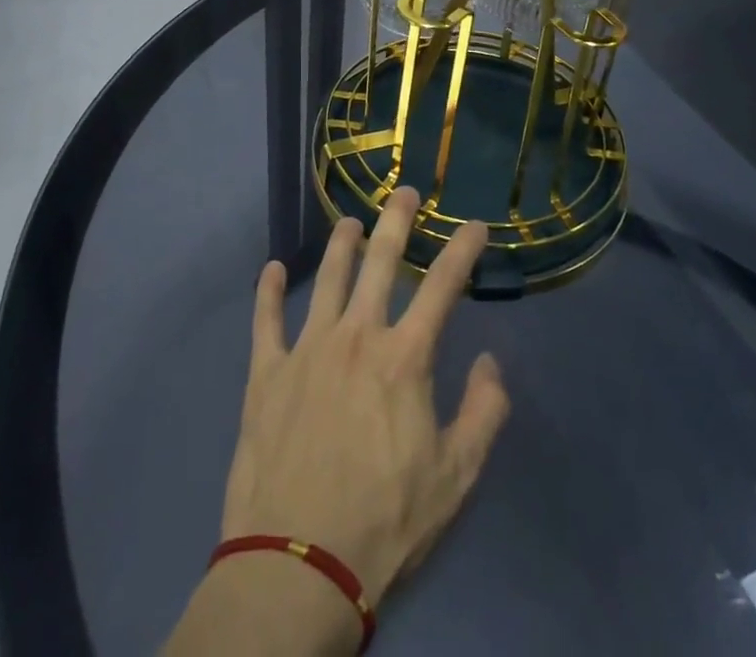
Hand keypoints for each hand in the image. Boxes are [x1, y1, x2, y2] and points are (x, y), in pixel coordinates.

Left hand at [220, 188, 509, 603]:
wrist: (297, 564)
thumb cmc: (385, 522)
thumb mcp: (455, 478)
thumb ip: (483, 413)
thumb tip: (490, 361)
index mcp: (403, 357)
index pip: (442, 287)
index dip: (461, 250)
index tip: (473, 224)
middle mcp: (355, 336)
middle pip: (379, 262)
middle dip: (396, 222)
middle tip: (404, 192)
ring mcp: (306, 349)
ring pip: (325, 278)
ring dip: (340, 245)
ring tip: (349, 223)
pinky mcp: (265, 373)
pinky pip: (265, 320)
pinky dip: (267, 291)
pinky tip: (270, 269)